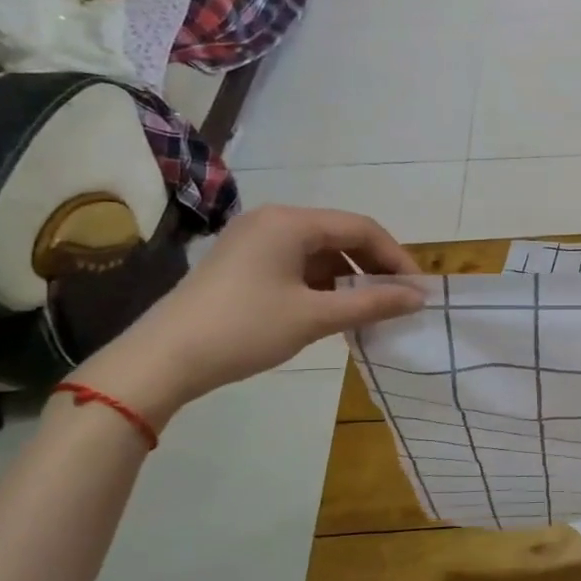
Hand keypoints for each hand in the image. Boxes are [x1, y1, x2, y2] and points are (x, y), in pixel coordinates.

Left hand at [74, 205, 424, 425]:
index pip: (362, 228)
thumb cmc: (244, 329)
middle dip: (374, 266)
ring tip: (371, 309)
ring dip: (350, 276)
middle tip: (399, 300)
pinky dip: (323, 284)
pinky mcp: (243, 263)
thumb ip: (372, 302)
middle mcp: (273, 220)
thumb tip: (419, 298)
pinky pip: (297, 264)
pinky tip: (334, 310)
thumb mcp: (315, 317)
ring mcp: (254, 240)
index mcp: (291, 222)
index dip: (396, 258)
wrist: (162, 361)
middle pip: (341, 235)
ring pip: (320, 251)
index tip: (418, 291)